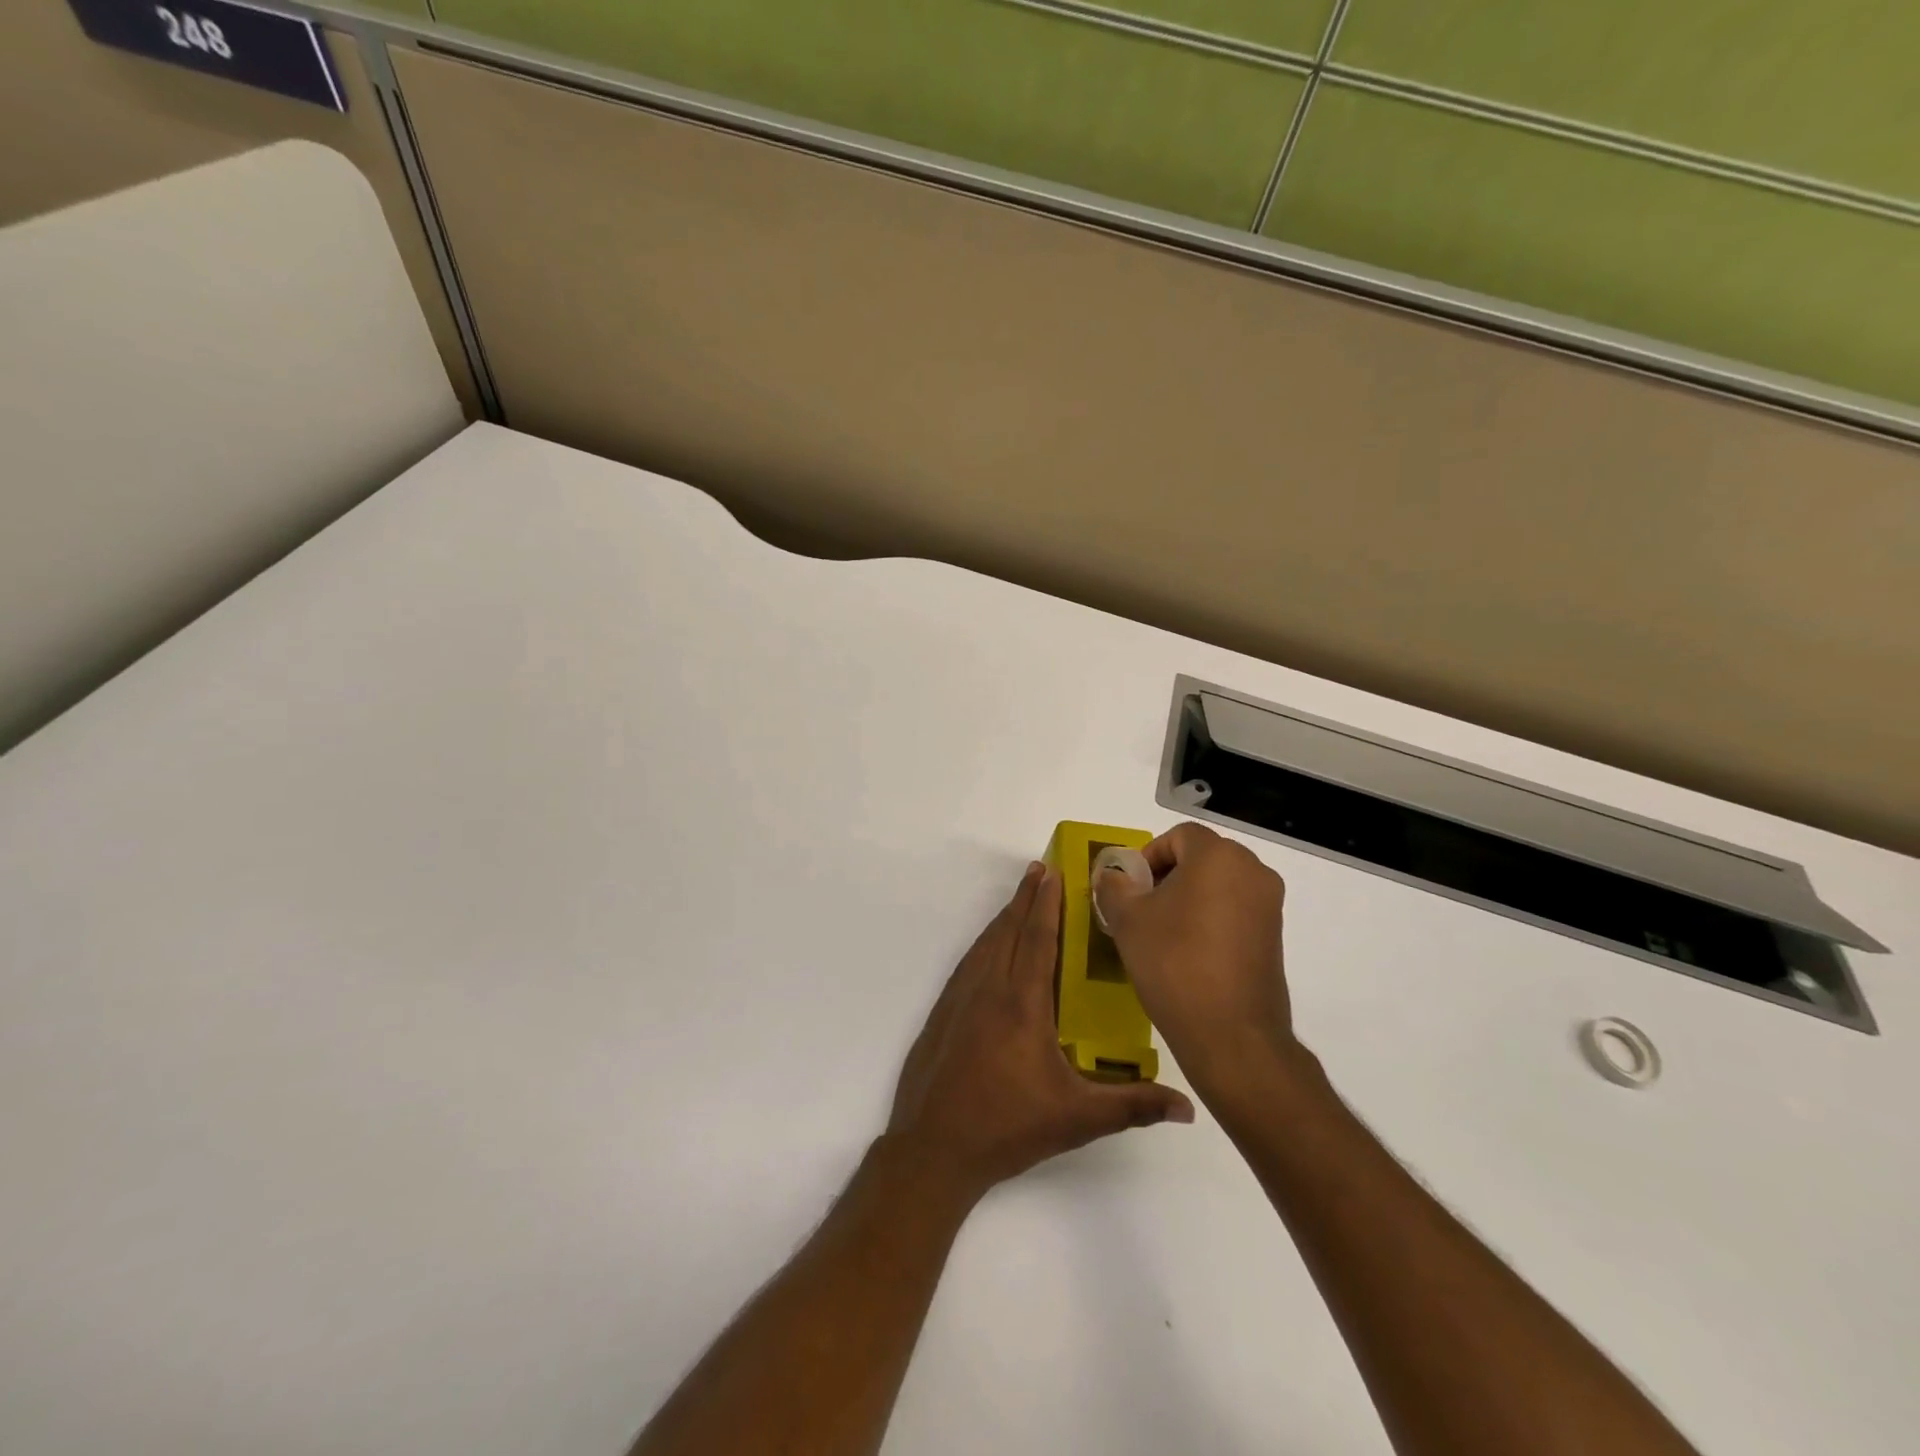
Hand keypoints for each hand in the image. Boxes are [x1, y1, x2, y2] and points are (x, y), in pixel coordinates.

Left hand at [887, 862, 1193, 1203]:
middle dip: (1025, 897)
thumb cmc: (1008, 1128)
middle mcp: (989, 990)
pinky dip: (983, 943)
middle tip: (1038, 869)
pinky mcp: (942, 1013)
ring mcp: (959, 1000)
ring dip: (1004, 917)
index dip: (1046, 903)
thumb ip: (1133, 1106)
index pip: (1038, 940)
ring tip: (1019, 899)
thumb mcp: (1077, 1120)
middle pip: (1008, 931)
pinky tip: (988, 948)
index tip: (1052, 872)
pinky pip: (967, 963)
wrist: (933, 1148)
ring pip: (985, 944)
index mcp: (1022, 1004)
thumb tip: (1188, 1107)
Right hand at [1093, 823, 1296, 1103]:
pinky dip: (1210, 918)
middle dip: (1167, 875)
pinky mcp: (1274, 936)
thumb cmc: (1174, 963)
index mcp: (1218, 856)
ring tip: (1161, 932)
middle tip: (1141, 907)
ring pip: (1219, 884)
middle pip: (1201, 856)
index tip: (1130, 887)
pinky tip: (1188, 952)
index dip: (1148, 855)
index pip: (1179, 835)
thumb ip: (1114, 886)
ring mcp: (1269, 905)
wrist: (1231, 1034)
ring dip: (1188, 897)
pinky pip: (1235, 910)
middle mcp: (1252, 871)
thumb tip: (1113, 875)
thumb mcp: (1127, 920)